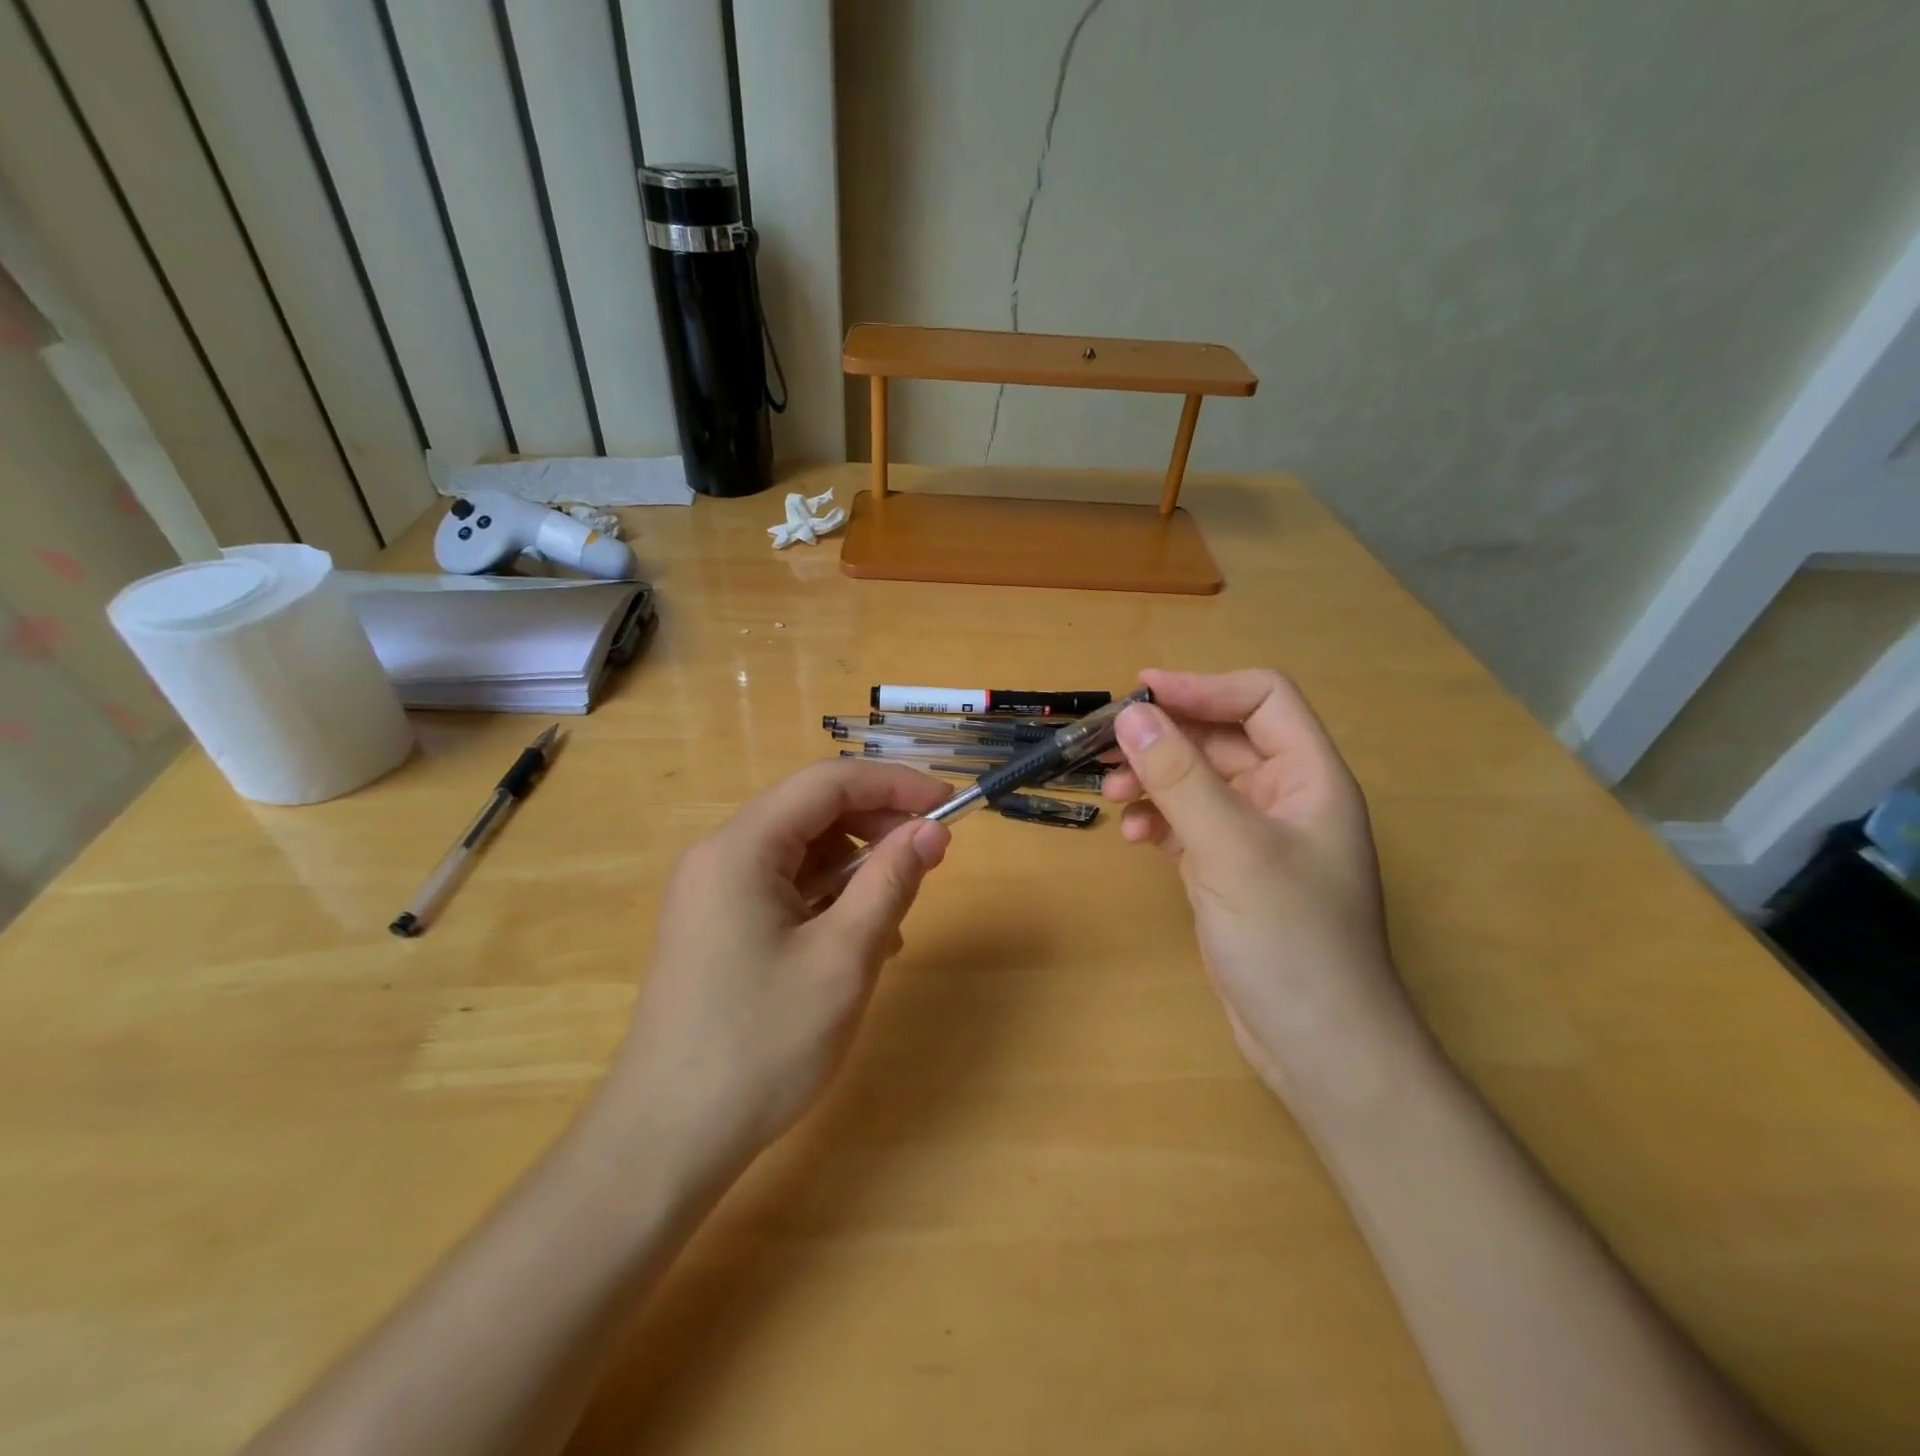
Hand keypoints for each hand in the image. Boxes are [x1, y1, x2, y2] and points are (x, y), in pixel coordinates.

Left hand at [594, 761, 951, 1182]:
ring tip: (894, 918)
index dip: (895, 784)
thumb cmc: (761, 1045)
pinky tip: (857, 944)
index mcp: (741, 848)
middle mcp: (720, 856)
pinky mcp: (717, 927)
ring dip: (856, 869)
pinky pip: (784, 889)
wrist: (667, 1141)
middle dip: (876, 826)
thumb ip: (891, 881)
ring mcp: (713, 893)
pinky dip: (828, 901)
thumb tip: (932, 829)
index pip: (828, 782)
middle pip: (812, 812)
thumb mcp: (844, 958)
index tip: (949, 804)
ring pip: (802, 853)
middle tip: (931, 858)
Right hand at [1105, 668, 1413, 1101]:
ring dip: (1154, 780)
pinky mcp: (1230, 871)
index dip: (1203, 688)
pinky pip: (1188, 824)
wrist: (1318, 1047)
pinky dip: (1159, 821)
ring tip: (1112, 797)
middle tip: (1104, 747)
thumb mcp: (1231, 849)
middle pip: (1221, 740)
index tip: (1140, 694)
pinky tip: (1136, 839)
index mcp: (1310, 777)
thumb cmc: (1289, 939)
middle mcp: (1286, 797)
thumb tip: (1132, 715)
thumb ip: (1179, 778)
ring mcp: (1257, 837)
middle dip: (1164, 740)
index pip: (1261, 700)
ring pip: (1198, 782)